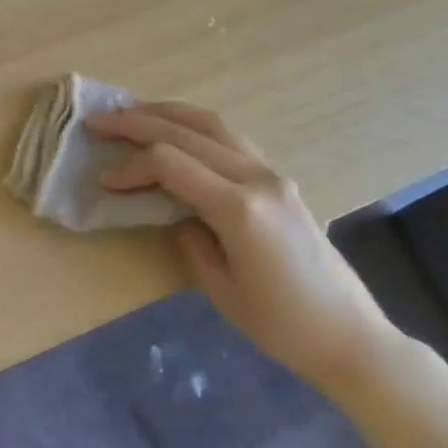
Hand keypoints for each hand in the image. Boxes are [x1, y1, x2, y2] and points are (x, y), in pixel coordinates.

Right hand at [84, 101, 401, 395]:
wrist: (349, 335)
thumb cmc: (280, 325)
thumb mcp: (219, 287)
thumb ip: (187, 237)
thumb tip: (171, 208)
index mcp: (240, 208)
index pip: (171, 164)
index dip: (131, 167)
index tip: (103, 181)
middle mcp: (258, 178)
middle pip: (189, 131)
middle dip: (138, 121)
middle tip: (99, 120)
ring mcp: (273, 175)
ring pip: (213, 124)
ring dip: (168, 113)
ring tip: (131, 112)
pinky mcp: (279, 180)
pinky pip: (230, 140)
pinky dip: (194, 128)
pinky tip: (175, 133)